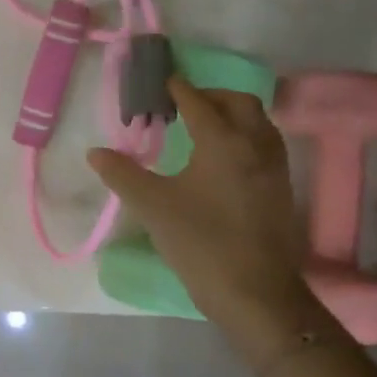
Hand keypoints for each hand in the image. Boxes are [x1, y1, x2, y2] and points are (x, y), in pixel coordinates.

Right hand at [87, 78, 313, 330]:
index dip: (178, 90)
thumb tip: (96, 152)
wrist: (255, 292)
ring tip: (203, 127)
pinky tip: (224, 159)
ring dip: (232, 114)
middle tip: (183, 104)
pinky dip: (244, 136)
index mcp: (223, 142)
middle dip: (211, 96)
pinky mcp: (281, 189)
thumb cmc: (200, 243)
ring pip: (258, 123)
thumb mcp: (152, 207)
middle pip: (238, 103)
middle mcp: (255, 145)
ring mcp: (274, 168)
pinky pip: (264, 145)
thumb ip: (122, 174)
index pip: (198, 102)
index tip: (162, 83)